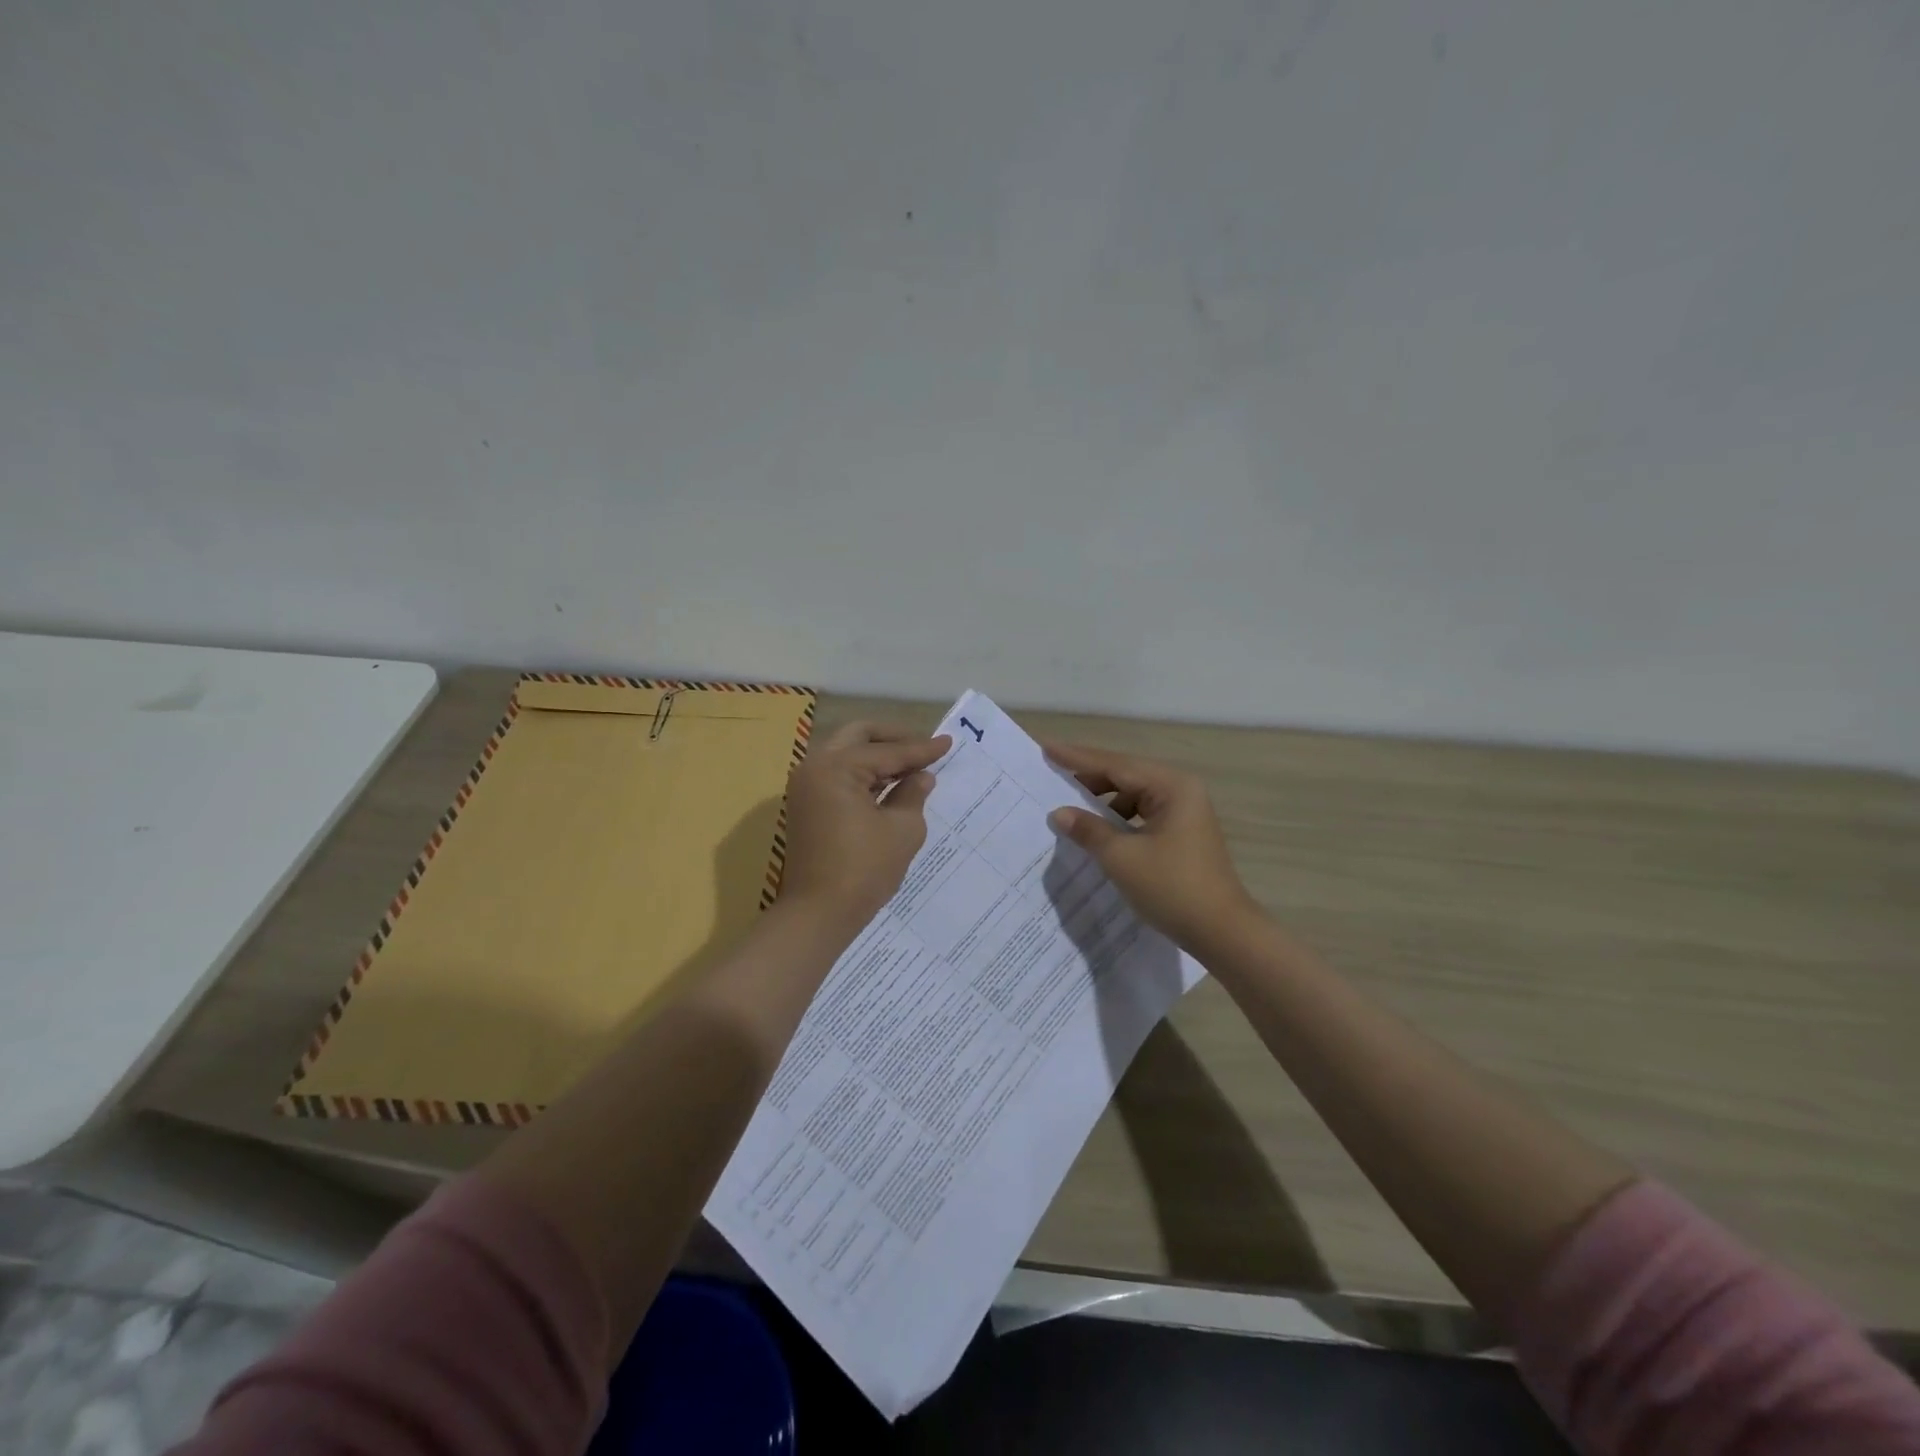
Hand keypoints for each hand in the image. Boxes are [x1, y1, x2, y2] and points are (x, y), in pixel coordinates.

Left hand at [778, 722, 950, 930]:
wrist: (819, 913)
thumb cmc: (864, 869)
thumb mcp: (902, 829)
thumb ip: (913, 794)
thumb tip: (922, 777)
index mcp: (836, 767)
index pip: (887, 751)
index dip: (921, 749)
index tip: (948, 743)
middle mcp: (814, 767)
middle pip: (858, 737)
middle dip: (894, 739)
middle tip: (924, 747)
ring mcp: (807, 787)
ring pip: (846, 754)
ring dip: (878, 756)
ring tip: (913, 766)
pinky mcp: (807, 806)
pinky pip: (839, 776)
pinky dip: (865, 775)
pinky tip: (891, 784)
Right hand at [1044, 741, 1259, 951]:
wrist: (1222, 933)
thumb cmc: (1172, 888)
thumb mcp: (1122, 858)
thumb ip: (1088, 829)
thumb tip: (1059, 813)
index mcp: (1172, 787)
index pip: (1115, 765)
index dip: (1077, 758)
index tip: (1047, 747)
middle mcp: (1181, 791)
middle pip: (1126, 775)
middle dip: (1089, 777)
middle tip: (1052, 774)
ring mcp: (1184, 813)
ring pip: (1134, 796)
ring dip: (1103, 801)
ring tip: (1070, 806)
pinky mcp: (1182, 834)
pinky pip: (1142, 815)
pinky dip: (1118, 819)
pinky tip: (1097, 831)